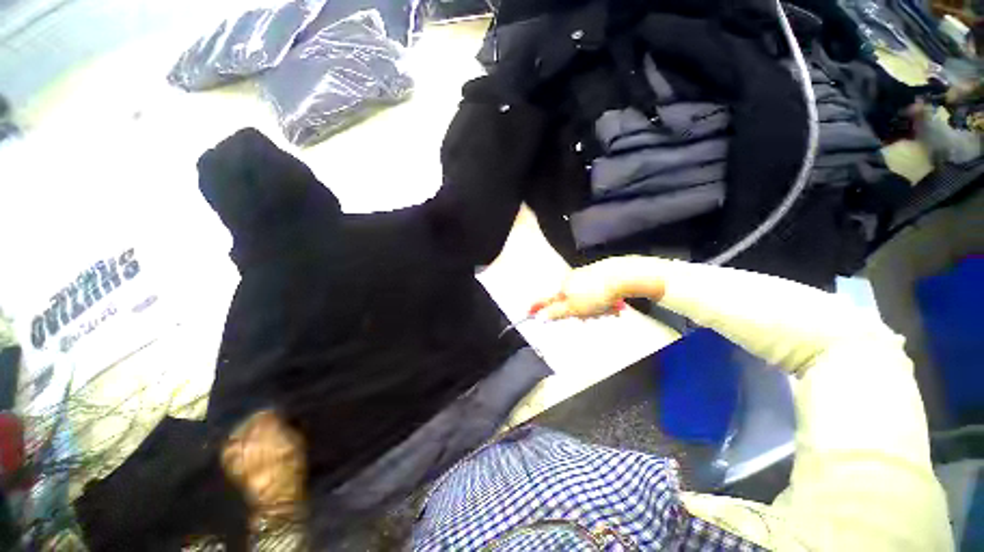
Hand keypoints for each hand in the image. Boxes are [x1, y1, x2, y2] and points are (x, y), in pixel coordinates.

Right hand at [537, 258, 637, 319]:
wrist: (622, 277)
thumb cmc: (597, 293)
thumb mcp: (574, 308)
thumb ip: (556, 313)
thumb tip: (540, 317)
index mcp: (563, 287)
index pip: (546, 300)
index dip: (537, 307)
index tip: (528, 312)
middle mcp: (572, 280)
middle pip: (569, 302)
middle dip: (579, 313)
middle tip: (590, 317)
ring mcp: (586, 277)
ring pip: (585, 300)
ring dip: (595, 310)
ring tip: (608, 311)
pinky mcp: (599, 277)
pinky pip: (597, 295)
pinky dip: (603, 303)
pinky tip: (613, 305)